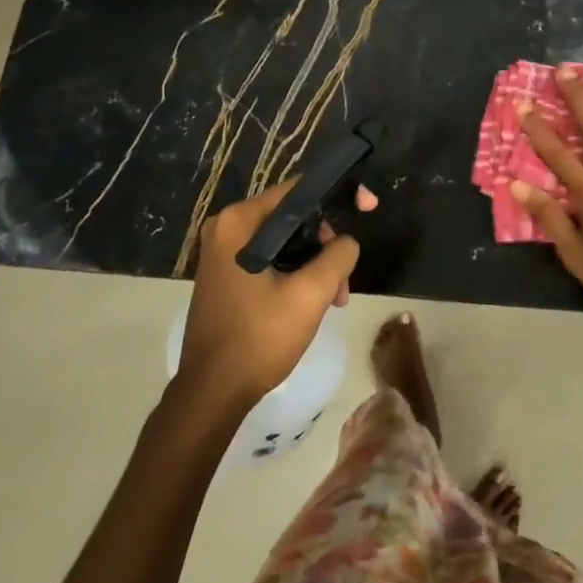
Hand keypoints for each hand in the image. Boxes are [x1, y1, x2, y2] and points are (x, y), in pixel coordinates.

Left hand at [179, 181, 376, 401]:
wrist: (213, 392)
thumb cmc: (260, 337)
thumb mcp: (311, 293)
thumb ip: (338, 255)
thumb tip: (346, 243)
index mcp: (239, 222)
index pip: (299, 189)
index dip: (338, 195)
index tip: (369, 207)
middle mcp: (226, 229)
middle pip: (294, 218)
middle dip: (326, 244)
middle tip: (343, 280)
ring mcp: (223, 254)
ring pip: (286, 242)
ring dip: (316, 265)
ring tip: (334, 300)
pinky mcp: (227, 277)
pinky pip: (271, 260)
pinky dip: (296, 275)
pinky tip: (312, 303)